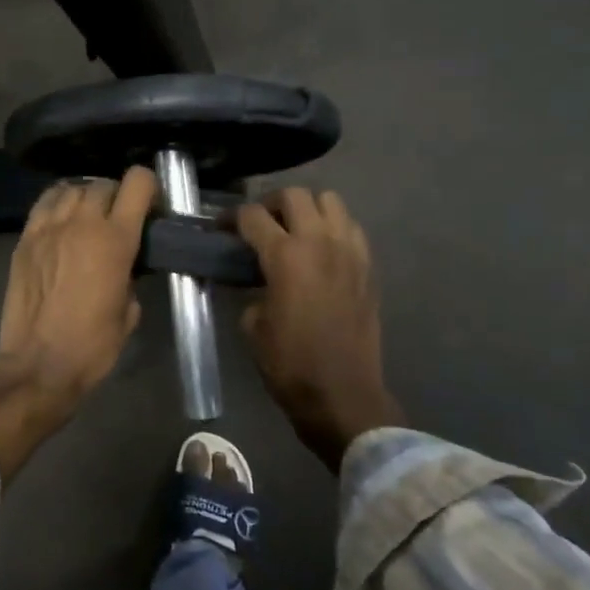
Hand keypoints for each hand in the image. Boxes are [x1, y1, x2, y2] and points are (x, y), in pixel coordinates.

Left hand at [0, 167, 156, 480]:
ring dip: (85, 196)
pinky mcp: (24, 240)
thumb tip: (124, 268)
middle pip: (103, 184)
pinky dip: (57, 203)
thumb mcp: (128, 312)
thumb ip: (130, 279)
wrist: (38, 366)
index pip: (136, 184)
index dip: (148, 186)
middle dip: (116, 195)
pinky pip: (43, 204)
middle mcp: (82, 224)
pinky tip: (62, 219)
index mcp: (115, 241)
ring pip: (71, 188)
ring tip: (88, 215)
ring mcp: (48, 229)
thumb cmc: (92, 346)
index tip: (151, 203)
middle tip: (119, 216)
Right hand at [239, 188, 404, 471]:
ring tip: (294, 229)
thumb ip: (253, 290)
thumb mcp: (253, 325)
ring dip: (308, 208)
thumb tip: (258, 281)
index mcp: (286, 256)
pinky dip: (333, 227)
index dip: (231, 219)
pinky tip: (321, 249)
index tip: (222, 229)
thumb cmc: (290, 364)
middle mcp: (320, 242)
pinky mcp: (368, 266)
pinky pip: (351, 227)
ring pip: (330, 201)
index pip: (253, 216)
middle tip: (259, 224)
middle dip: (271, 203)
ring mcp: (349, 251)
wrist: (342, 394)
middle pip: (295, 195)